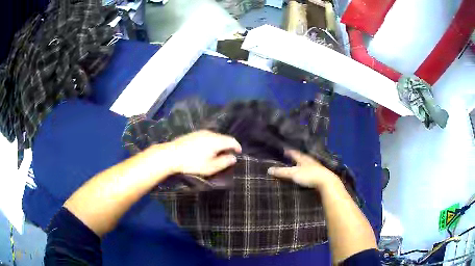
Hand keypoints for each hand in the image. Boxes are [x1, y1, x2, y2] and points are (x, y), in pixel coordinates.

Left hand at [168, 130, 241, 175]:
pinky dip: (211, 142)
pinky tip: (206, 149)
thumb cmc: (192, 163)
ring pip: (215, 136)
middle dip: (228, 145)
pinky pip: (207, 136)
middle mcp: (210, 133)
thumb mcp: (210, 167)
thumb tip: (233, 157)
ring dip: (219, 143)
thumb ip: (224, 162)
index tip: (239, 152)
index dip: (237, 146)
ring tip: (217, 153)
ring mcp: (200, 132)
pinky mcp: (193, 134)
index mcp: (216, 141)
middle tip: (228, 155)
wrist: (171, 155)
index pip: (231, 140)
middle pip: (223, 137)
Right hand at [267, 150, 340, 188]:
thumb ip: (281, 172)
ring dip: (302, 165)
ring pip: (307, 164)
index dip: (289, 151)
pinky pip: (310, 171)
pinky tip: (305, 175)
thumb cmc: (309, 175)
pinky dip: (306, 172)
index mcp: (303, 159)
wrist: (326, 182)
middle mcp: (310, 161)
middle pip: (302, 158)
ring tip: (297, 166)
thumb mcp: (293, 174)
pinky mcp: (319, 176)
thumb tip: (268, 169)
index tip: (285, 149)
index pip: (295, 153)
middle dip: (296, 157)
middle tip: (289, 157)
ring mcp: (316, 168)